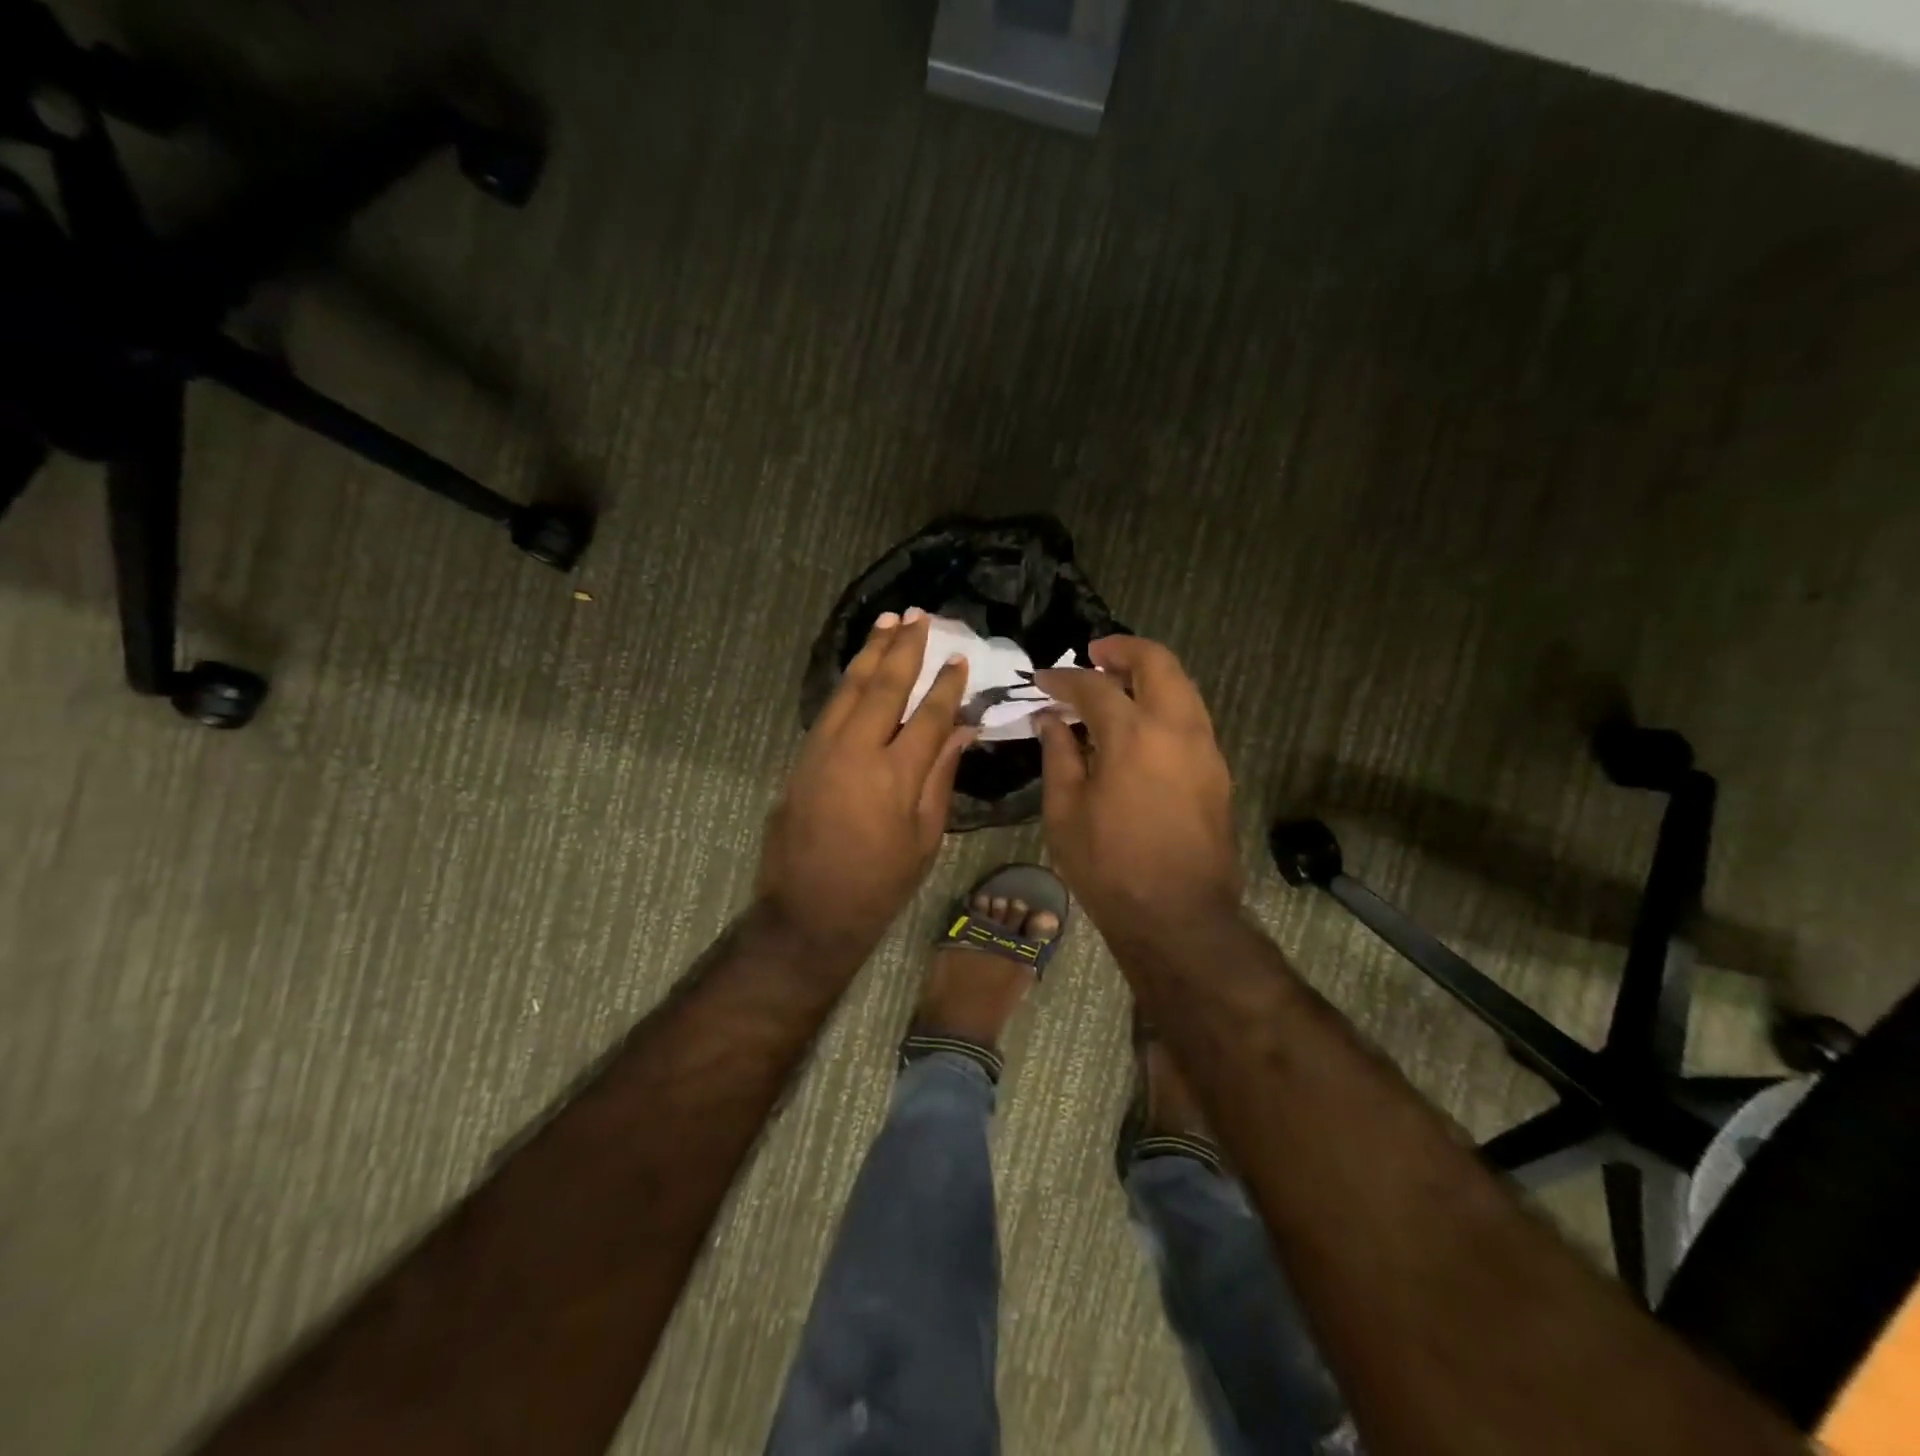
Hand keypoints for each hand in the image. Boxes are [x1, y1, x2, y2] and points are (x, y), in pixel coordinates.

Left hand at [759, 610, 972, 963]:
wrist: (810, 909)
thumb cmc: (880, 882)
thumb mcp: (924, 838)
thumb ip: (941, 777)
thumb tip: (959, 730)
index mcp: (896, 776)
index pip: (927, 716)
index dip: (946, 685)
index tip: (959, 657)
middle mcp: (857, 752)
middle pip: (884, 688)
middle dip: (904, 649)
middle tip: (919, 617)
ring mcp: (823, 750)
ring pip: (850, 689)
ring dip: (871, 653)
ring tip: (888, 622)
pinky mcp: (803, 757)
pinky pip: (830, 707)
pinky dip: (848, 681)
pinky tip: (859, 666)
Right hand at [1034, 636, 1240, 937]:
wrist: (1179, 916)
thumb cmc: (1110, 867)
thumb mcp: (1065, 813)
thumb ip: (1059, 756)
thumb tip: (1051, 721)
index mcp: (1132, 736)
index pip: (1094, 687)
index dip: (1063, 679)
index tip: (1042, 680)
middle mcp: (1176, 729)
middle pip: (1157, 663)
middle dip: (1122, 650)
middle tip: (1093, 656)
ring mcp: (1205, 748)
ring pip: (1183, 686)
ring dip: (1149, 675)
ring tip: (1116, 686)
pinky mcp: (1218, 770)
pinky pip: (1191, 716)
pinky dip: (1165, 704)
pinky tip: (1139, 727)